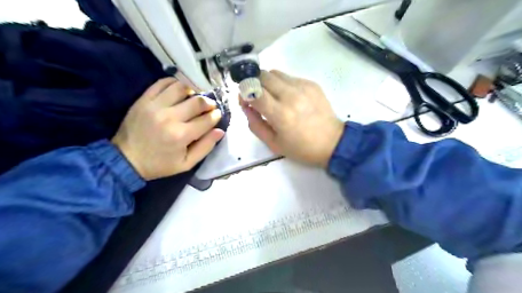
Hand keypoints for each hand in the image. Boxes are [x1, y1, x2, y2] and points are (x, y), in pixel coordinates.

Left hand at [113, 77, 222, 179]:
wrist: (126, 160)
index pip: (207, 119)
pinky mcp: (143, 100)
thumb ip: (205, 147)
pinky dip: (174, 83)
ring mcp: (155, 106)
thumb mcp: (186, 163)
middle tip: (209, 106)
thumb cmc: (160, 164)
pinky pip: (161, 83)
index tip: (217, 115)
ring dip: (193, 91)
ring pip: (181, 88)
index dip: (216, 116)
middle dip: (208, 103)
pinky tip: (179, 90)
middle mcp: (170, 117)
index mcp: (181, 135)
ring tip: (194, 97)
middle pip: (197, 101)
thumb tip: (220, 131)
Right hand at [241, 68, 344, 168]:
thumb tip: (245, 105)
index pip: (253, 90)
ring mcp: (303, 87)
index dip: (244, 92)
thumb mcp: (273, 144)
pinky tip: (289, 98)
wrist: (333, 143)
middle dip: (255, 84)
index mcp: (280, 114)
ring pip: (275, 73)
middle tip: (257, 96)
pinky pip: (290, 77)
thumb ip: (255, 123)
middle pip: (263, 75)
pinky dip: (283, 84)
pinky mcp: (312, 84)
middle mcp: (290, 95)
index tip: (245, 99)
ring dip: (268, 82)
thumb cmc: (301, 148)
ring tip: (273, 97)